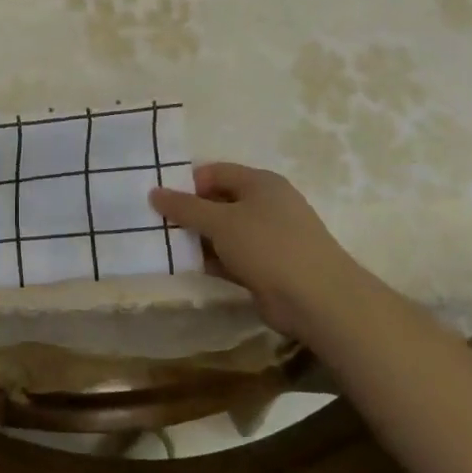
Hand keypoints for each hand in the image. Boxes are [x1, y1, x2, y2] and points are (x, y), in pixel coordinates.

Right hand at [150, 162, 358, 337]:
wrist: (317, 300)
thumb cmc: (268, 246)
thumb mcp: (220, 221)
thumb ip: (185, 207)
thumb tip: (154, 192)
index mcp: (260, 183)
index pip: (215, 172)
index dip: (186, 182)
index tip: (159, 199)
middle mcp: (266, 205)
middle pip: (218, 201)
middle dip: (189, 212)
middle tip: (157, 223)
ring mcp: (268, 238)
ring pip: (224, 232)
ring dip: (198, 239)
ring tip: (164, 245)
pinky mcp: (266, 268)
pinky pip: (231, 257)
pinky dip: (212, 260)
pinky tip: (187, 266)